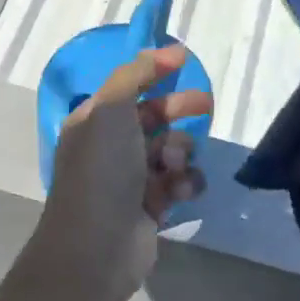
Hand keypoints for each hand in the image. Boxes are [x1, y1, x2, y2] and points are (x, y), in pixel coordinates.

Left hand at [32, 44, 212, 300]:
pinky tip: (180, 191)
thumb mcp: (110, 111)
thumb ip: (134, 75)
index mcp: (94, 121)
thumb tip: (165, 52)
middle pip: (153, 116)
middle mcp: (110, 146)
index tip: (185, 60)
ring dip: (180, 152)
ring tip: (173, 165)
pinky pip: (179, 182)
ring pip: (171, 150)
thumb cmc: (101, 172)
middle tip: (205, 106)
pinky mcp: (152, 207)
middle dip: (178, 109)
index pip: (127, 87)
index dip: (154, 71)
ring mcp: (131, 178)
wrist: (95, 248)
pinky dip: (184, 182)